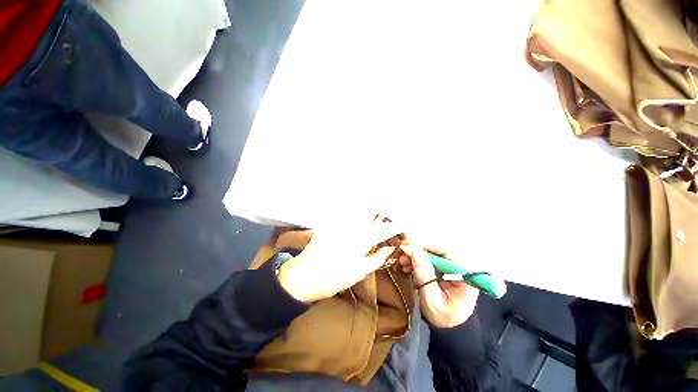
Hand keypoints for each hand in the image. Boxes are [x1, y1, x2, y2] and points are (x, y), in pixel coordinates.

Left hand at [277, 218, 403, 302]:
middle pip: (374, 207)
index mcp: (364, 237)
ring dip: (371, 211)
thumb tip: (391, 247)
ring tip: (373, 222)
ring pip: (361, 207)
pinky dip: (356, 214)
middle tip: (386, 222)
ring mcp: (341, 219)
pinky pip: (347, 212)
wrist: (305, 275)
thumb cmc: (335, 277)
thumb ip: (379, 256)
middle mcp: (354, 223)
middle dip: (384, 212)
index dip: (399, 226)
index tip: (404, 227)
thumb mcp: (361, 271)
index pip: (388, 227)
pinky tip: (357, 223)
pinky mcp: (331, 220)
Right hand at [398, 244, 478, 327]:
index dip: (428, 247)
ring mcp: (453, 270)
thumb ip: (424, 273)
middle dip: (419, 252)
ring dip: (417, 257)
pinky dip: (419, 262)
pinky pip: (431, 262)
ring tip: (403, 262)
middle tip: (403, 255)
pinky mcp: (446, 273)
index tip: (410, 247)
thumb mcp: (431, 297)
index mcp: (464, 276)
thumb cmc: (443, 318)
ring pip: (433, 256)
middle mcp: (461, 269)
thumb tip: (415, 250)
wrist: (450, 331)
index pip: (447, 252)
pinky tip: (408, 266)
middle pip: (438, 252)